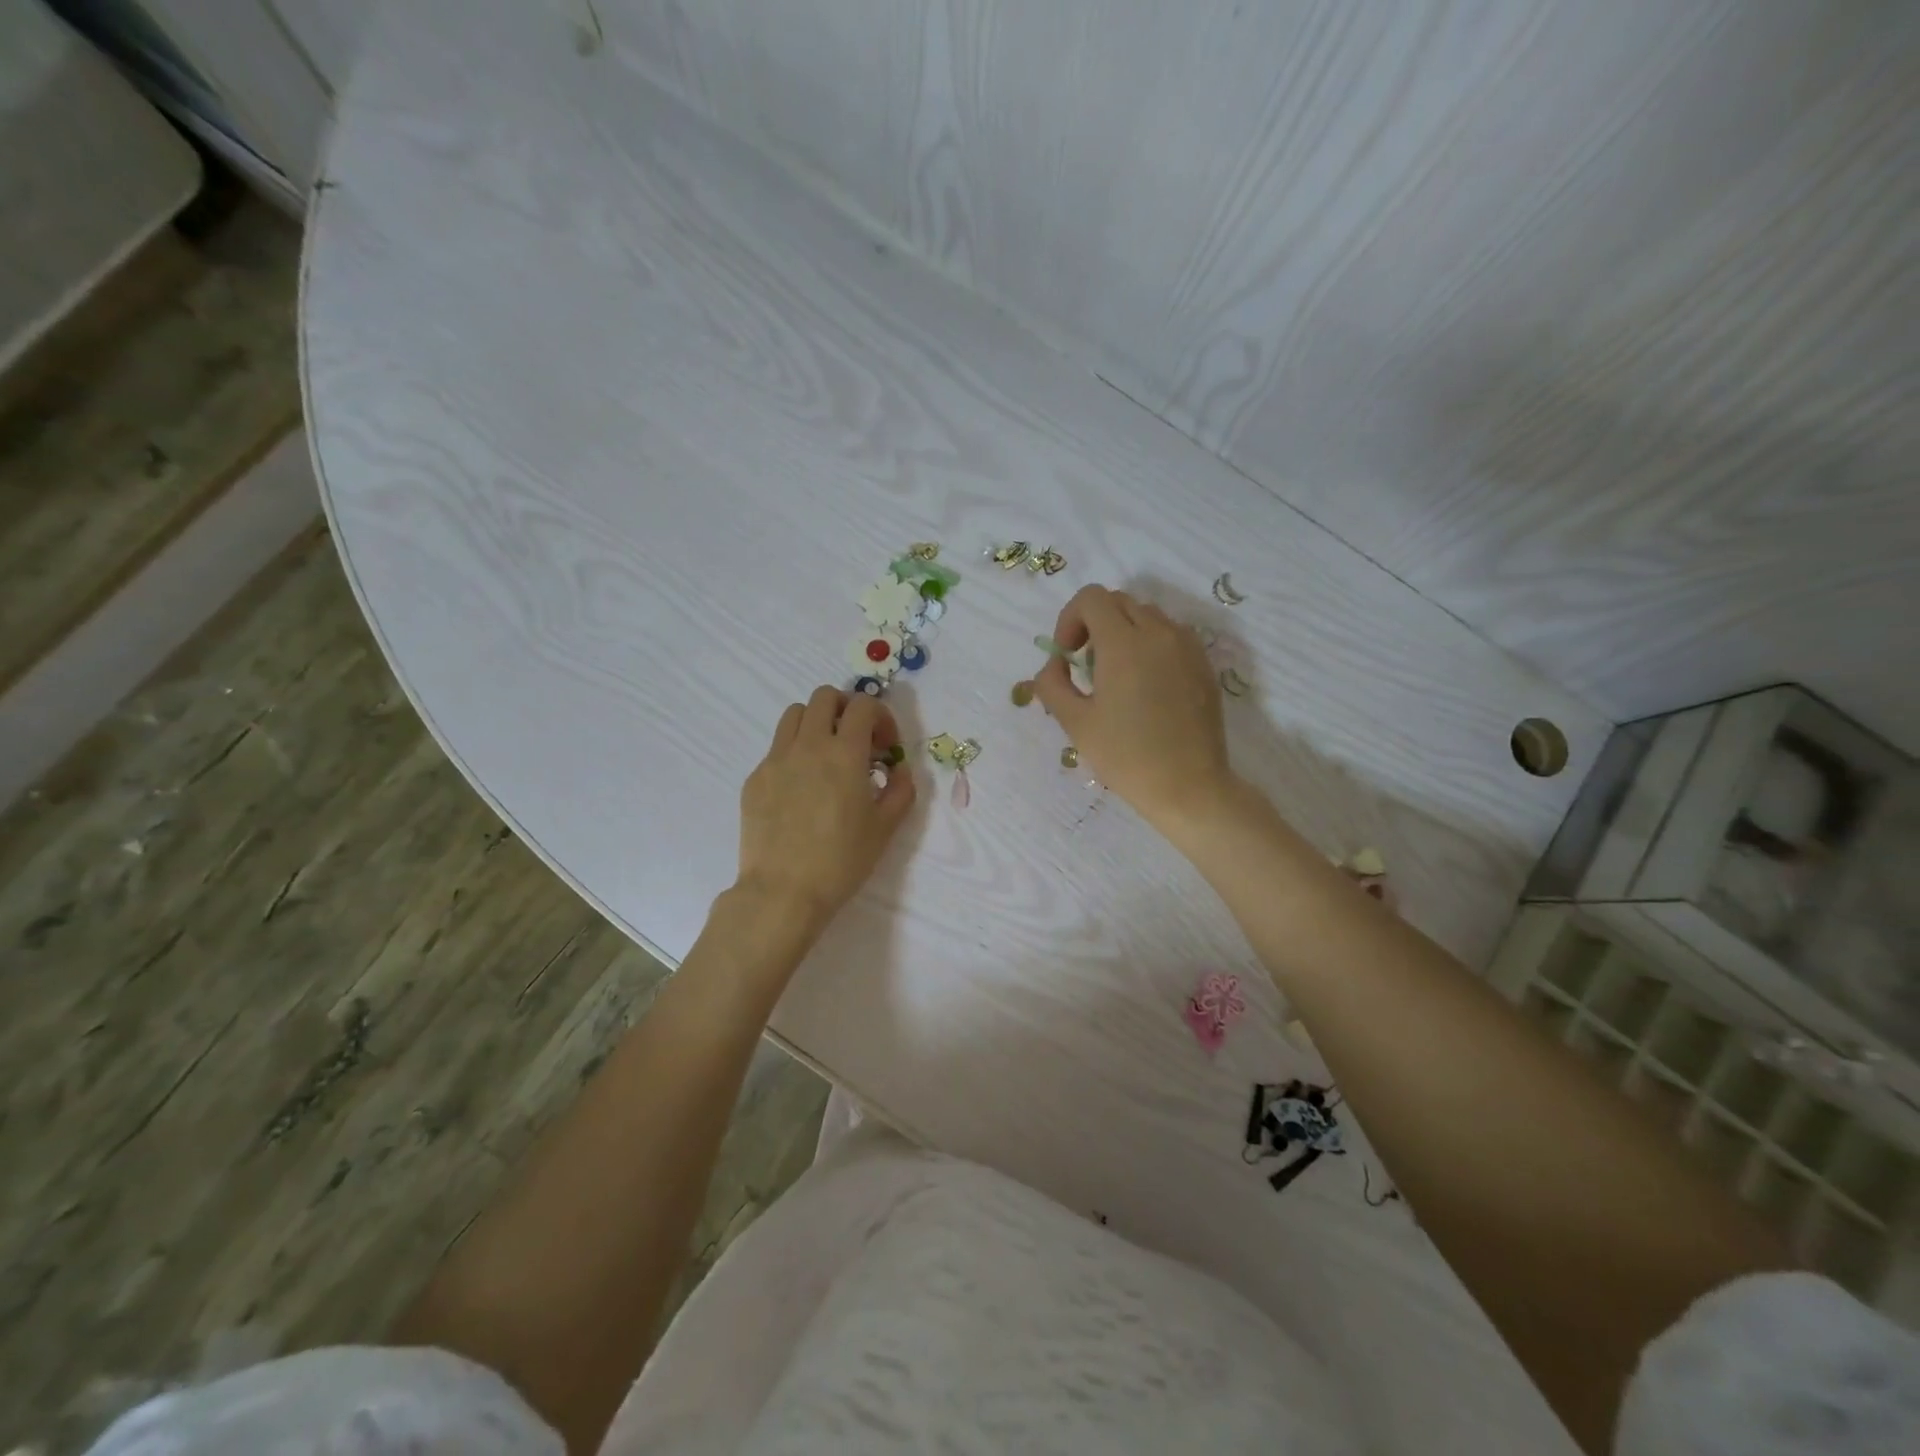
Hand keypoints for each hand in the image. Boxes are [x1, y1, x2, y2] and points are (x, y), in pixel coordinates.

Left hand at [735, 685, 914, 935]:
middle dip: (846, 709)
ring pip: (794, 714)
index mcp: (844, 753)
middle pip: (824, 697)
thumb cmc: (841, 861)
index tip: (886, 747)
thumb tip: (897, 769)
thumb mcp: (886, 828)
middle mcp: (808, 745)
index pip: (863, 705)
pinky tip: (801, 789)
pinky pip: (776, 748)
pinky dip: (794, 753)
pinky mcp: (755, 778)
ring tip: (826, 755)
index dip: (881, 717)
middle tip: (856, 740)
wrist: (784, 891)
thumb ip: (901, 789)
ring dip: (816, 723)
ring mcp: (776, 759)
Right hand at [1030, 585, 1234, 834]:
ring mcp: (1187, 647)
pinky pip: (1171, 635)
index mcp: (1124, 644)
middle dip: (1095, 623)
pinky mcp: (1204, 664)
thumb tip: (1055, 664)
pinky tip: (1146, 685)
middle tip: (1087, 665)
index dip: (1070, 619)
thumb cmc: (1126, 757)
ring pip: (1148, 615)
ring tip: (1117, 676)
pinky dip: (1151, 644)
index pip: (1091, 598)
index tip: (1068, 655)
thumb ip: (1052, 684)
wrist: (1189, 787)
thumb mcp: (1075, 723)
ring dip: (1124, 631)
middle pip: (1119, 602)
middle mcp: (1159, 633)